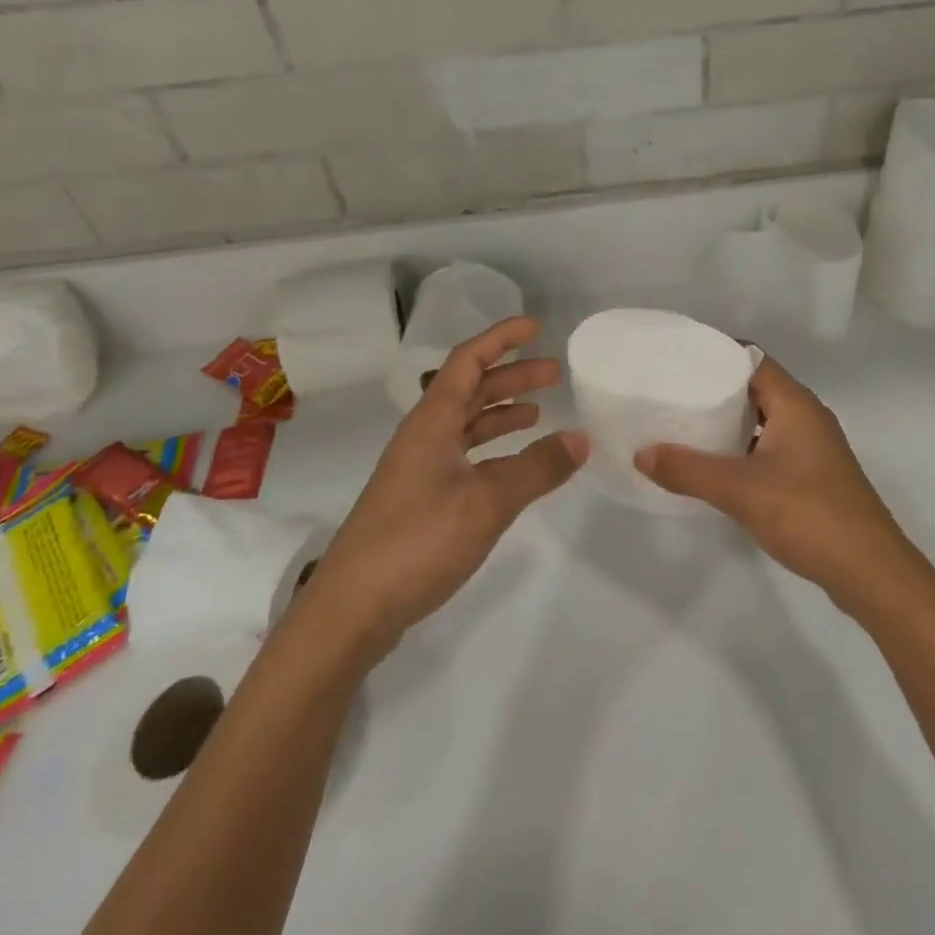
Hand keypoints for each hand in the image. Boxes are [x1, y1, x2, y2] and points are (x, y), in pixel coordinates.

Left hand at [303, 316, 588, 665]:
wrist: (353, 608)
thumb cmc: (418, 540)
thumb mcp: (488, 501)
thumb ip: (537, 467)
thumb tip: (581, 437)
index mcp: (432, 421)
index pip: (468, 360)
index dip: (501, 338)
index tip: (535, 326)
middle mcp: (424, 436)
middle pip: (470, 390)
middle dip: (511, 376)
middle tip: (554, 373)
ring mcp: (419, 469)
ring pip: (466, 424)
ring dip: (501, 412)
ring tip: (540, 413)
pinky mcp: (420, 500)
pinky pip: (464, 456)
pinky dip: (492, 449)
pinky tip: (513, 465)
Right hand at [634, 358, 917, 616]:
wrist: (871, 572)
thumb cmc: (808, 514)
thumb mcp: (740, 490)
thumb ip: (688, 469)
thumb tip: (641, 453)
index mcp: (795, 403)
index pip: (752, 359)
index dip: (716, 354)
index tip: (678, 358)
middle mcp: (807, 417)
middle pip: (756, 388)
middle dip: (716, 390)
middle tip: (673, 392)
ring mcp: (814, 448)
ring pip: (764, 420)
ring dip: (730, 422)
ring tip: (686, 426)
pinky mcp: (814, 477)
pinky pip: (772, 447)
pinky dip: (744, 449)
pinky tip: (717, 468)